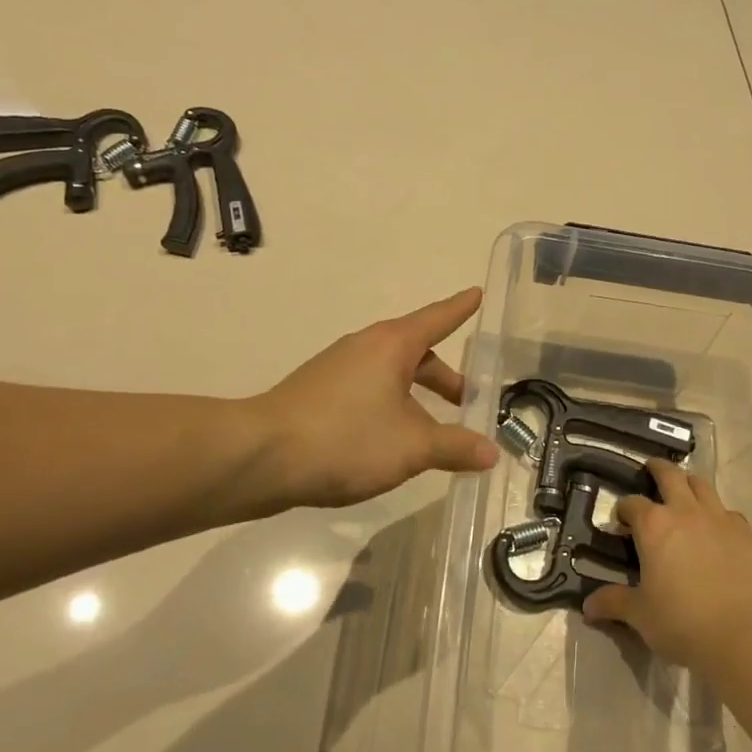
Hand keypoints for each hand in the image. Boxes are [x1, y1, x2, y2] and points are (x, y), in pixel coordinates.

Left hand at [253, 288, 498, 508]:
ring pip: (390, 375)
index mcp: (392, 345)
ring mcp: (337, 369)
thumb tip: (491, 452)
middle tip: (470, 400)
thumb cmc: (346, 438)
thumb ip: (455, 446)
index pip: (437, 319)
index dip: (460, 309)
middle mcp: (364, 347)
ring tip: (434, 430)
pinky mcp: (318, 394)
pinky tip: (392, 441)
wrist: (260, 457)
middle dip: (445, 377)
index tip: (477, 294)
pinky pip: (368, 391)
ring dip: (417, 396)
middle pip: (416, 353)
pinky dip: (390, 407)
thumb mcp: (411, 446)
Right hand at [583, 458, 751, 671]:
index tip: (621, 523)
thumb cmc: (681, 621)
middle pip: (670, 475)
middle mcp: (685, 511)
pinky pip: (729, 513)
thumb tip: (588, 607)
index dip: (623, 510)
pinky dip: (719, 515)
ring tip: (684, 493)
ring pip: (702, 485)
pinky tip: (717, 531)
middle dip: (657, 469)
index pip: (632, 504)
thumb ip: (613, 603)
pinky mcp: (746, 534)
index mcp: (654, 525)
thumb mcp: (640, 614)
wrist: (741, 636)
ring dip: (689, 484)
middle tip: (650, 471)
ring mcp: (719, 519)